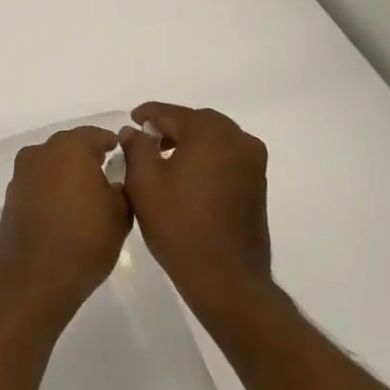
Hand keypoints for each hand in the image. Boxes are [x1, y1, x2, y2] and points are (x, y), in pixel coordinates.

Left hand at [0, 127, 131, 333]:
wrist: (36, 280)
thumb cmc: (85, 240)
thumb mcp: (121, 213)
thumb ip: (123, 185)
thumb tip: (115, 180)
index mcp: (69, 148)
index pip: (97, 135)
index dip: (113, 145)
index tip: (125, 160)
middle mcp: (40, 152)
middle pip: (71, 147)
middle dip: (89, 159)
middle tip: (108, 179)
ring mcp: (21, 174)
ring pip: (52, 165)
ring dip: (68, 175)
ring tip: (87, 199)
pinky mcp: (11, 196)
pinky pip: (38, 184)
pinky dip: (51, 191)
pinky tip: (64, 213)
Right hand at [120, 103, 273, 325]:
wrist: (226, 276)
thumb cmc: (179, 225)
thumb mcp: (144, 183)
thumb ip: (136, 147)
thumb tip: (133, 130)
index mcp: (209, 133)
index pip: (171, 113)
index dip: (147, 114)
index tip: (131, 121)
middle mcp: (237, 139)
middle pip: (197, 121)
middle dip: (171, 126)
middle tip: (147, 139)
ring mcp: (253, 161)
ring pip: (215, 138)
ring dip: (190, 141)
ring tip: (165, 159)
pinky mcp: (258, 183)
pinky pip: (228, 156)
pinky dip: (207, 157)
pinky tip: (188, 176)